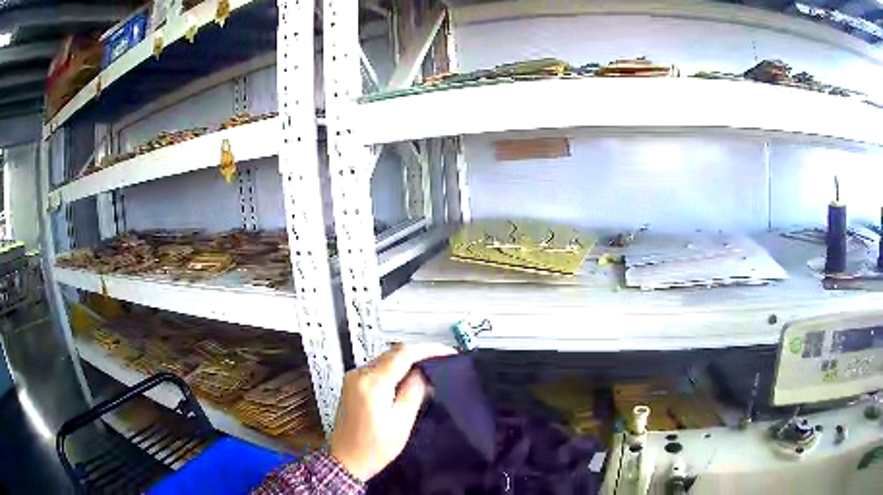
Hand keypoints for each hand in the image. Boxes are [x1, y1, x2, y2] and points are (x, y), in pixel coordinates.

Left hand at [329, 343, 454, 480]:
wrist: (346, 460)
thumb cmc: (374, 448)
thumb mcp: (401, 422)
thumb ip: (414, 392)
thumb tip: (424, 372)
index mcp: (372, 384)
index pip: (403, 354)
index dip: (428, 349)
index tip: (447, 352)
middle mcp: (359, 375)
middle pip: (393, 353)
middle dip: (419, 354)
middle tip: (443, 361)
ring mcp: (353, 378)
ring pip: (386, 359)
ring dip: (408, 361)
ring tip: (431, 369)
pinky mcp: (352, 384)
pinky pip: (378, 368)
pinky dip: (396, 369)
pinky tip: (409, 379)